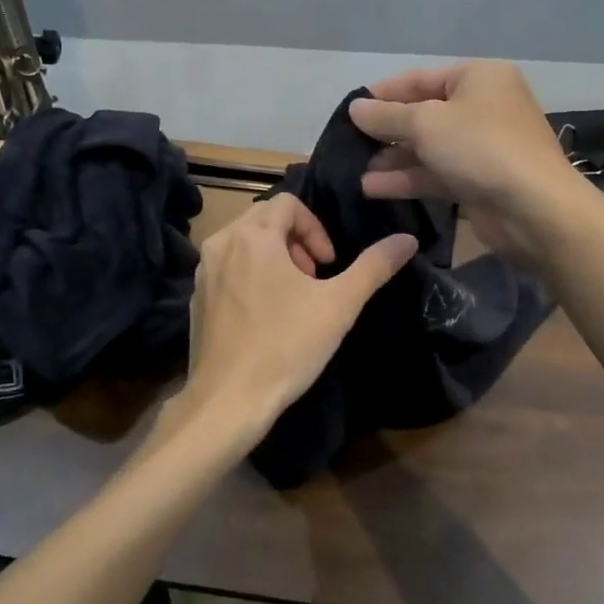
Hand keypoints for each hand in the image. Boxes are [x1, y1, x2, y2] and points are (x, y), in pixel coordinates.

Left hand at [172, 194, 416, 451]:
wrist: (228, 400)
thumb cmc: (286, 345)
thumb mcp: (339, 304)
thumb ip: (374, 266)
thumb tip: (407, 239)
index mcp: (252, 235)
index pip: (289, 203)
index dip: (316, 228)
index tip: (329, 265)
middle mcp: (221, 243)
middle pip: (265, 219)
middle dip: (296, 241)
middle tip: (314, 279)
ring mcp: (203, 272)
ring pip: (244, 243)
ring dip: (275, 257)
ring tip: (293, 296)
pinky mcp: (196, 298)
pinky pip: (228, 268)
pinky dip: (251, 275)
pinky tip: (266, 316)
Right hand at [349, 61, 600, 262]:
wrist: (534, 209)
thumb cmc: (480, 147)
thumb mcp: (427, 123)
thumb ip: (387, 116)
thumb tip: (355, 108)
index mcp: (478, 78)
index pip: (420, 78)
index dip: (383, 93)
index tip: (350, 108)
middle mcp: (483, 106)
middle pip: (424, 114)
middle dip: (386, 130)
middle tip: (348, 143)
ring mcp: (482, 146)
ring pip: (428, 147)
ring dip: (392, 158)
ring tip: (353, 170)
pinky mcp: (479, 180)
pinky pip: (436, 173)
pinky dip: (408, 178)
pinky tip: (372, 187)